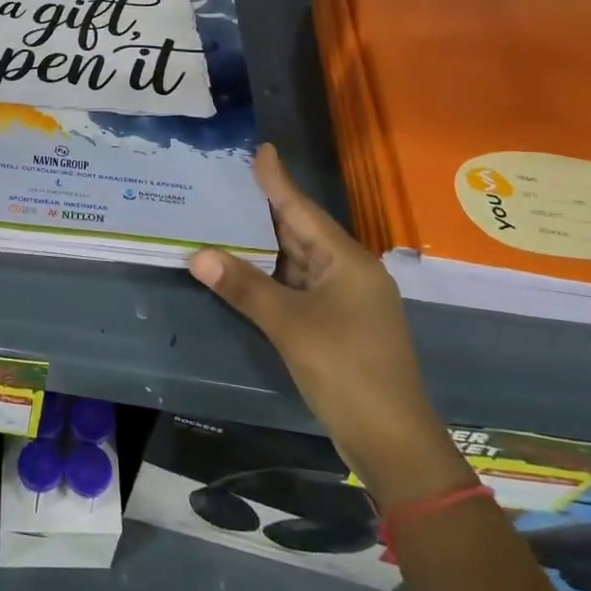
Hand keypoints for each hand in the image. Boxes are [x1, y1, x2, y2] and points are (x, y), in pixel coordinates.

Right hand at [189, 145, 462, 506]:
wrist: (392, 440)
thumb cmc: (346, 370)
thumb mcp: (290, 326)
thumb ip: (244, 287)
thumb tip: (198, 253)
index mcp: (347, 262)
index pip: (304, 210)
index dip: (278, 181)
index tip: (261, 149)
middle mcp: (349, 273)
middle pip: (302, 232)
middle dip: (267, 209)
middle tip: (230, 182)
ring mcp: (345, 301)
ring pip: (299, 261)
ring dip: (266, 245)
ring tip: (229, 218)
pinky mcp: (337, 325)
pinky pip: (299, 287)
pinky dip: (272, 276)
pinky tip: (246, 270)